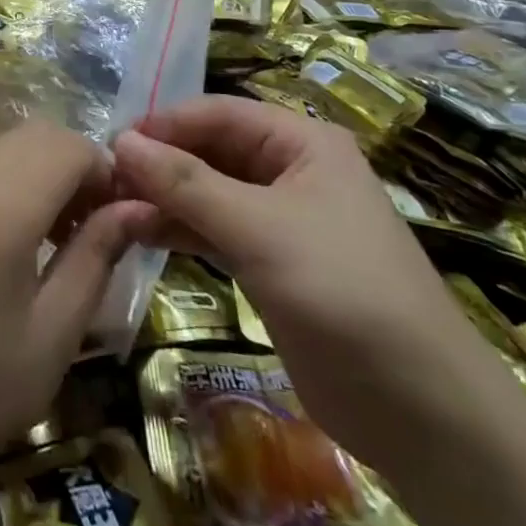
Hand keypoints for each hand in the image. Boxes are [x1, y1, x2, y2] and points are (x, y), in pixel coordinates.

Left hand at [0, 120, 152, 489]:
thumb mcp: (52, 334)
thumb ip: (96, 257)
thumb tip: (140, 207)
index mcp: (0, 209)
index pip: (69, 146)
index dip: (107, 170)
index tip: (124, 217)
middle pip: (38, 134)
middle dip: (78, 164)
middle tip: (97, 225)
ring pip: (8, 145)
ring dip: (46, 170)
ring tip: (61, 235)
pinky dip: (14, 179)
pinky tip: (19, 236)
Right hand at [112, 95, 502, 471]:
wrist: (422, 411)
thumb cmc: (345, 294)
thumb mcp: (260, 230)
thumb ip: (186, 183)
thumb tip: (120, 141)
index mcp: (302, 143)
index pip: (218, 114)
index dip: (165, 124)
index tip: (111, 143)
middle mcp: (290, 170)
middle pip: (210, 151)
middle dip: (160, 162)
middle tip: (103, 180)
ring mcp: (279, 219)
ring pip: (208, 192)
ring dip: (163, 197)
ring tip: (111, 206)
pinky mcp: (269, 262)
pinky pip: (214, 230)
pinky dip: (179, 229)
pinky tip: (139, 233)